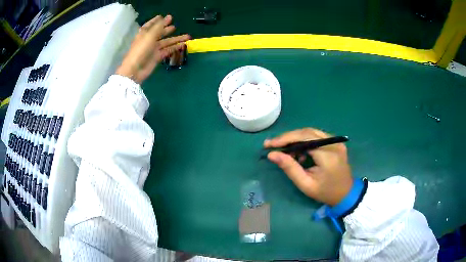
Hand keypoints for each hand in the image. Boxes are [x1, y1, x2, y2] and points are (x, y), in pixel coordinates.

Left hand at [115, 15, 189, 83]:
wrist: (135, 69)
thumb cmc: (141, 49)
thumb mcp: (150, 35)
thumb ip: (160, 26)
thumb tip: (168, 17)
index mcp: (145, 33)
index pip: (150, 24)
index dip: (156, 20)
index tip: (163, 16)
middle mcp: (149, 40)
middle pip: (160, 33)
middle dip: (167, 29)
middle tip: (174, 26)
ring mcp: (154, 49)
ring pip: (167, 42)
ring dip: (176, 39)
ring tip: (187, 36)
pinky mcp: (158, 57)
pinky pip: (168, 50)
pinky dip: (175, 47)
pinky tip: (183, 45)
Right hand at [264, 128, 352, 205]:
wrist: (346, 194)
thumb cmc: (325, 192)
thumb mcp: (306, 184)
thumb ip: (290, 168)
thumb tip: (272, 154)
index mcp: (328, 155)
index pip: (304, 138)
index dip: (285, 139)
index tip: (269, 144)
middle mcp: (334, 143)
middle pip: (307, 132)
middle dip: (288, 137)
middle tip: (273, 145)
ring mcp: (336, 141)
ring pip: (311, 132)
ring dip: (296, 138)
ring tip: (284, 150)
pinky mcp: (336, 142)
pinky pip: (317, 136)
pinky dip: (305, 140)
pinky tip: (299, 152)